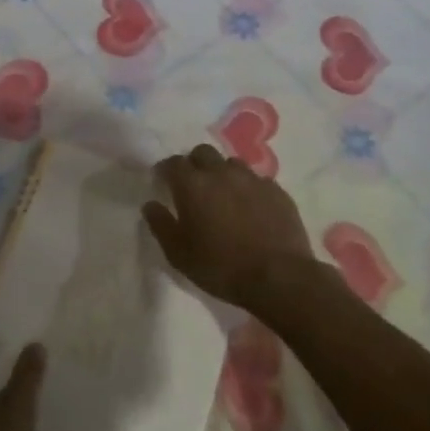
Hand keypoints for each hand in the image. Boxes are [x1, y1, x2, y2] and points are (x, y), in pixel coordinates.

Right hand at [143, 143, 314, 308]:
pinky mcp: (277, 191)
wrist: (279, 278)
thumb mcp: (179, 254)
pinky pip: (257, 181)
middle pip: (203, 152)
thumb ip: (160, 225)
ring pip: (231, 164)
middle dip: (194, 164)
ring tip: (223, 195)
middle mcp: (222, 173)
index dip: (165, 170)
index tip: (162, 181)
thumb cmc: (221, 267)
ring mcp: (253, 179)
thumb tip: (150, 205)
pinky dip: (248, 189)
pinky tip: (251, 208)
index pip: (173, 163)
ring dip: (223, 174)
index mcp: (193, 184)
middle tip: (193, 186)